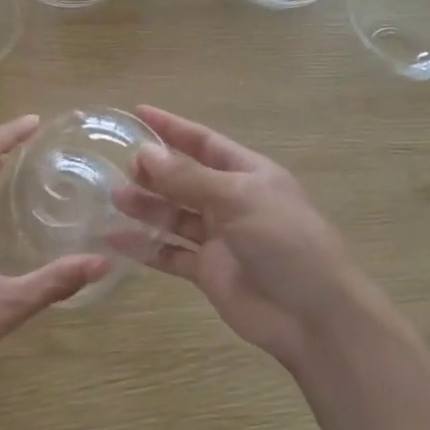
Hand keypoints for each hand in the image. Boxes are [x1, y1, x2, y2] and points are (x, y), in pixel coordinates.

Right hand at [112, 106, 371, 373]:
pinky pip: (169, 253)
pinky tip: (116, 240)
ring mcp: (219, 238)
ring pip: (174, 215)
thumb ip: (188, 178)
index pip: (204, 142)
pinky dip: (144, 247)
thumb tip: (144, 153)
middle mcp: (231, 202)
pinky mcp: (208, 272)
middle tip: (122, 166)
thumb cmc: (284, 242)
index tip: (138, 113)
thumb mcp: (238, 199)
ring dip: (146, 206)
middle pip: (185, 178)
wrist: (313, 316)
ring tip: (116, 198)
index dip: (172, 127)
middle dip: (155, 170)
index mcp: (248, 174)